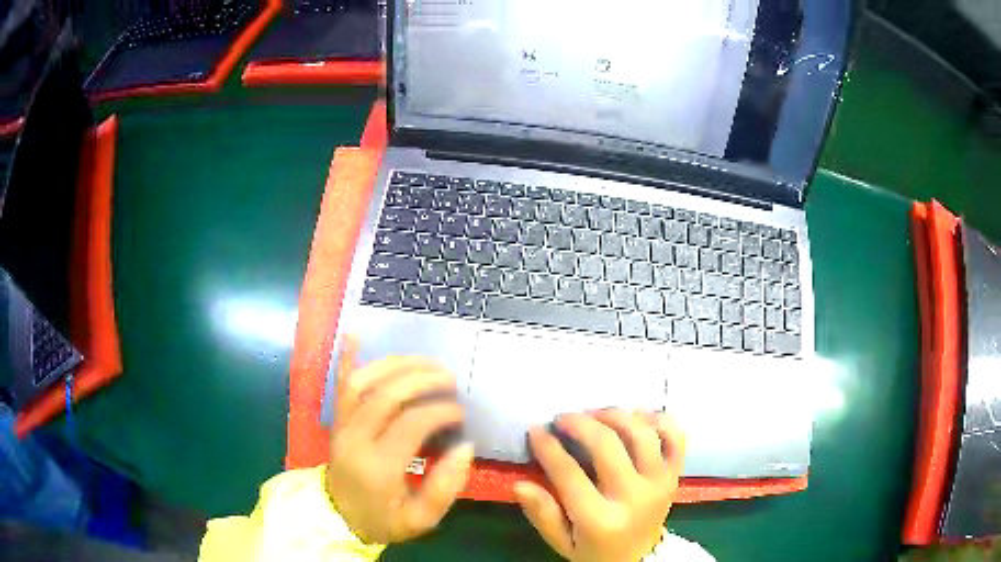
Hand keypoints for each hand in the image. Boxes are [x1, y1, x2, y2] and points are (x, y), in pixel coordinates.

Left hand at [326, 336, 473, 543]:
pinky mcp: (335, 419)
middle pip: (386, 395)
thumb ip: (445, 487)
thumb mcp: (419, 520)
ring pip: (363, 382)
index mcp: (378, 466)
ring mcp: (341, 425)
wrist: (337, 518)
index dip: (440, 411)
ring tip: (426, 362)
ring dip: (396, 365)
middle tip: (450, 379)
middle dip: (423, 379)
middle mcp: (355, 438)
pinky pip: (339, 384)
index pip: (411, 423)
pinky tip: (355, 332)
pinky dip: (347, 357)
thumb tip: (465, 446)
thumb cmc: (382, 519)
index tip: (461, 414)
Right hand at [513, 410, 685, 561]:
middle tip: (562, 418)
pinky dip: (658, 420)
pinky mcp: (674, 475)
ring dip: (616, 416)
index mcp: (600, 519)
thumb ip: (542, 514)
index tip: (536, 430)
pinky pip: (675, 438)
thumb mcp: (562, 542)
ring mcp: (659, 483)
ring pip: (642, 434)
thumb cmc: (595, 551)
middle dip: (579, 424)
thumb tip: (518, 484)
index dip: (548, 447)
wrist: (639, 559)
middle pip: (607, 445)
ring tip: (595, 414)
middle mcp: (633, 497)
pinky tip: (636, 417)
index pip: (569, 473)